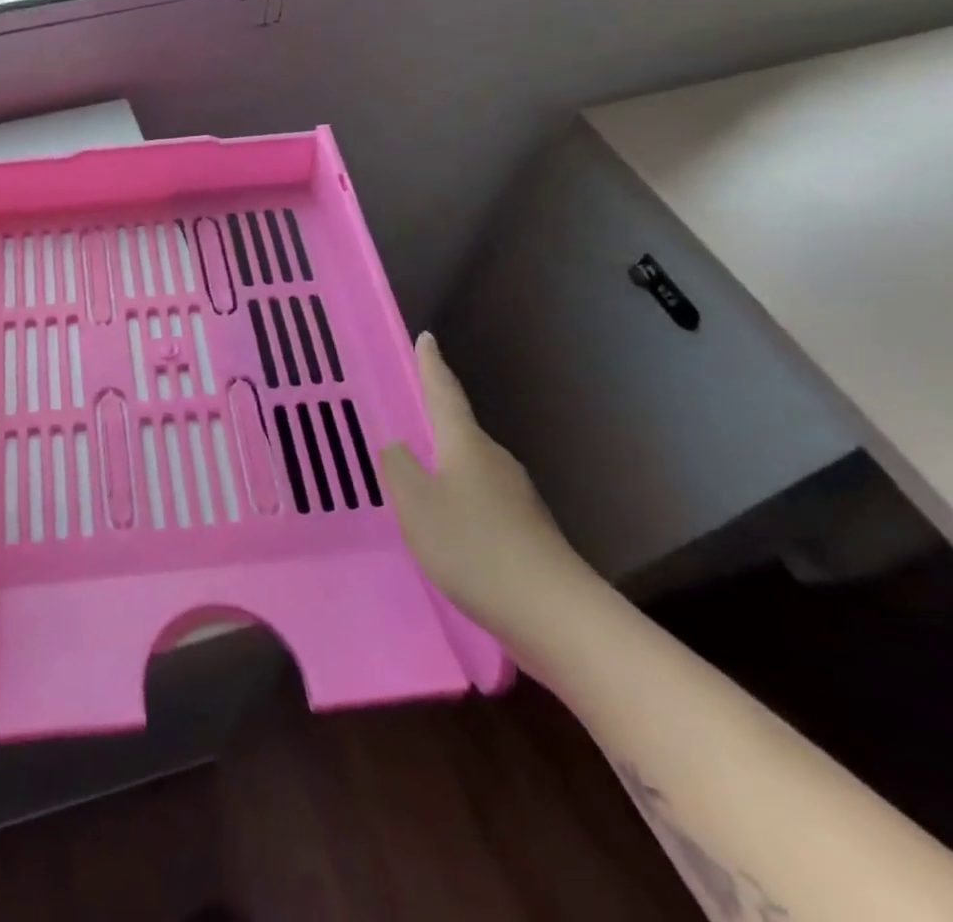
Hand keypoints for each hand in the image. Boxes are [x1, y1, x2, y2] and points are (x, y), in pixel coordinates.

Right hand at [381, 332, 597, 657]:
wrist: (556, 616)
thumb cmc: (475, 548)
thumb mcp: (417, 505)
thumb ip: (399, 469)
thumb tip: (396, 445)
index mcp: (466, 445)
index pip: (444, 392)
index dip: (431, 365)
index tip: (426, 337)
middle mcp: (494, 460)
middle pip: (458, 430)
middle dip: (433, 421)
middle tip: (404, 415)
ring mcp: (515, 496)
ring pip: (469, 467)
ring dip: (444, 465)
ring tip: (415, 477)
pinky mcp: (525, 529)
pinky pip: (480, 498)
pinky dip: (458, 498)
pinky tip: (446, 523)